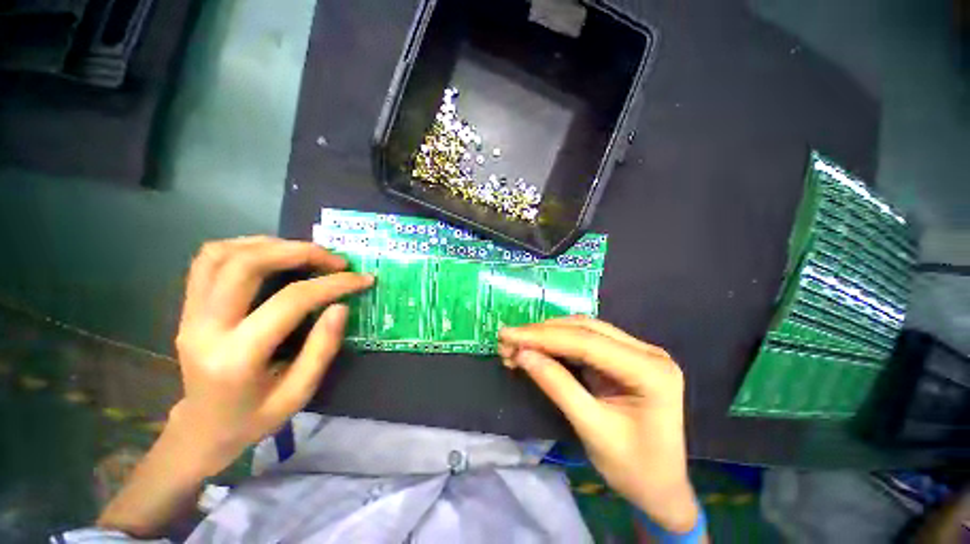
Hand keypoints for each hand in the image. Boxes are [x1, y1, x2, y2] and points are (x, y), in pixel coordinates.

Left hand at [169, 236, 372, 476]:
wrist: (205, 426)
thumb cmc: (251, 421)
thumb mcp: (293, 400)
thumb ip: (318, 354)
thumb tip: (339, 307)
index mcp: (237, 360)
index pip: (286, 304)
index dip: (326, 285)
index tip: (356, 278)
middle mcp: (208, 329)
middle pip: (246, 264)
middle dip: (293, 251)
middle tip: (326, 256)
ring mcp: (191, 314)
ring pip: (222, 253)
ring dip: (263, 244)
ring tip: (293, 251)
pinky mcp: (186, 306)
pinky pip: (205, 260)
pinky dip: (236, 247)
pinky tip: (258, 255)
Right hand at [499, 317, 698, 532]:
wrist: (659, 487)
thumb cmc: (631, 466)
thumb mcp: (593, 428)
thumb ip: (559, 388)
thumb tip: (523, 355)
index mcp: (651, 369)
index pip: (591, 342)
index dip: (545, 336)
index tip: (506, 335)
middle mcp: (652, 354)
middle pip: (593, 332)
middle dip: (547, 334)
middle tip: (507, 340)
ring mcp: (645, 360)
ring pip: (594, 337)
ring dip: (555, 339)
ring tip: (518, 347)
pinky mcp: (635, 369)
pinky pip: (598, 352)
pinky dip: (568, 352)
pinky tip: (543, 355)